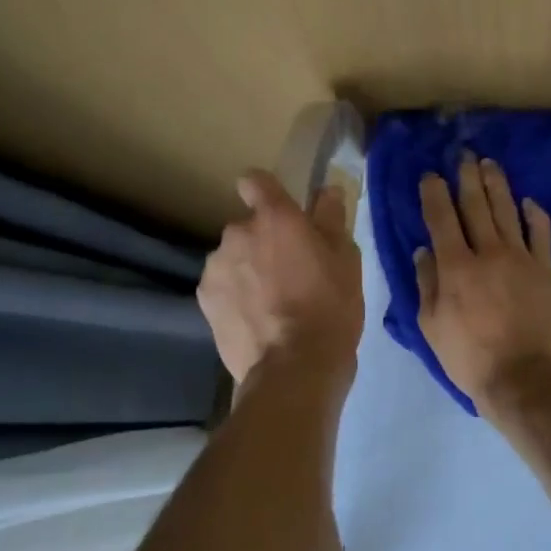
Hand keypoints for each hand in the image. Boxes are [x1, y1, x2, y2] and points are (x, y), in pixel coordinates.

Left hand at [199, 169, 363, 385]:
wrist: (293, 369)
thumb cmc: (329, 309)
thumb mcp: (346, 262)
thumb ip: (332, 220)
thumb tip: (327, 191)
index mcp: (274, 218)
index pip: (255, 181)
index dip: (265, 191)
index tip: (279, 211)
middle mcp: (237, 233)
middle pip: (247, 226)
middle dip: (263, 242)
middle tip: (289, 273)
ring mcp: (216, 266)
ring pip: (232, 257)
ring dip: (247, 269)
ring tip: (271, 303)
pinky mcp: (204, 299)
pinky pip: (221, 285)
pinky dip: (234, 295)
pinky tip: (254, 320)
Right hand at [416, 153, 550, 413]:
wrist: (519, 377)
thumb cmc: (466, 356)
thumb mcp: (429, 324)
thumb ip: (426, 283)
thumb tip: (424, 250)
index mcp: (454, 266)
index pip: (441, 218)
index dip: (434, 192)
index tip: (430, 175)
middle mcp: (487, 252)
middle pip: (476, 205)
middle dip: (467, 178)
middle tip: (463, 156)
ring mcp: (519, 259)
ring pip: (507, 212)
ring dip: (497, 185)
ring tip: (489, 165)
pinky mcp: (543, 270)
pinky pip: (541, 234)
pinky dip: (535, 215)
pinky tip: (529, 202)